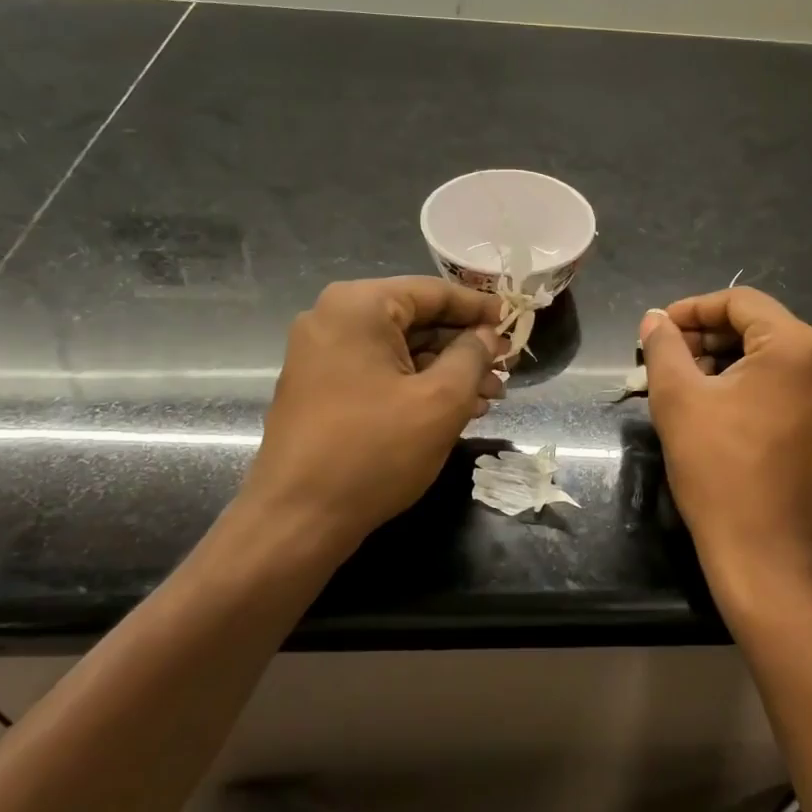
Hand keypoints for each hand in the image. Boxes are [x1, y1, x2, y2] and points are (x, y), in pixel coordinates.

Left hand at [241, 277, 505, 560]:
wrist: (296, 520)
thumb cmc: (374, 451)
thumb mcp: (440, 401)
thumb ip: (472, 357)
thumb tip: (487, 335)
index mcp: (359, 306)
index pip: (433, 292)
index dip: (480, 308)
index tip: (515, 322)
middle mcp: (334, 318)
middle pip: (417, 320)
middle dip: (465, 347)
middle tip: (506, 369)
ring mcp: (322, 355)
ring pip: (401, 350)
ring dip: (447, 370)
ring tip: (489, 397)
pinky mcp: (321, 387)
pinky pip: (380, 372)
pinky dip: (417, 385)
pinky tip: (455, 409)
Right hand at [639, 288, 811, 605]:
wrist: (764, 552)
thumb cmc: (718, 469)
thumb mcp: (678, 399)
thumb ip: (664, 347)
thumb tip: (655, 318)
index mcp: (798, 346)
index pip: (740, 302)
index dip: (693, 309)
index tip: (658, 329)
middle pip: (759, 326)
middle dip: (708, 337)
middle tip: (666, 358)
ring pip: (772, 355)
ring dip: (725, 360)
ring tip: (684, 381)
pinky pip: (786, 383)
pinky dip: (750, 383)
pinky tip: (715, 403)